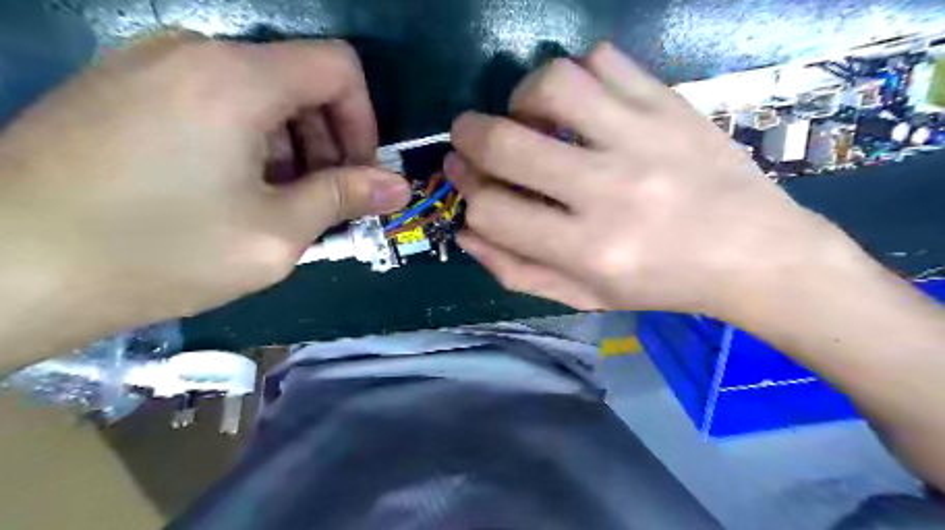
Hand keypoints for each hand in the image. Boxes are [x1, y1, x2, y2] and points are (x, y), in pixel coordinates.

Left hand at [0, 34, 409, 356]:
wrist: (2, 271)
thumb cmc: (159, 253)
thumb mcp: (276, 233)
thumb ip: (344, 198)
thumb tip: (398, 186)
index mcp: (237, 78)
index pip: (339, 68)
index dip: (364, 121)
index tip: (357, 174)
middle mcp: (193, 51)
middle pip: (300, 79)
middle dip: (327, 140)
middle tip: (322, 200)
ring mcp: (149, 64)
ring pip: (259, 92)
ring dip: (289, 146)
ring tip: (276, 204)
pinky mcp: (122, 87)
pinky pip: (215, 100)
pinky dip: (247, 141)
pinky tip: (231, 191)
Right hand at [447, 41, 856, 319]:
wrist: (754, 254)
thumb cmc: (661, 283)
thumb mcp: (583, 295)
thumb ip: (517, 270)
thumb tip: (466, 232)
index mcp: (588, 250)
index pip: (492, 211)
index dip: (467, 193)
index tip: (465, 178)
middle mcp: (610, 191)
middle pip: (505, 143)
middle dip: (468, 135)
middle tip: (468, 133)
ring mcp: (643, 139)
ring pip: (553, 84)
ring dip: (522, 95)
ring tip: (530, 115)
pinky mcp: (670, 106)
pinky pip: (605, 61)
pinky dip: (578, 74)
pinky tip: (582, 102)